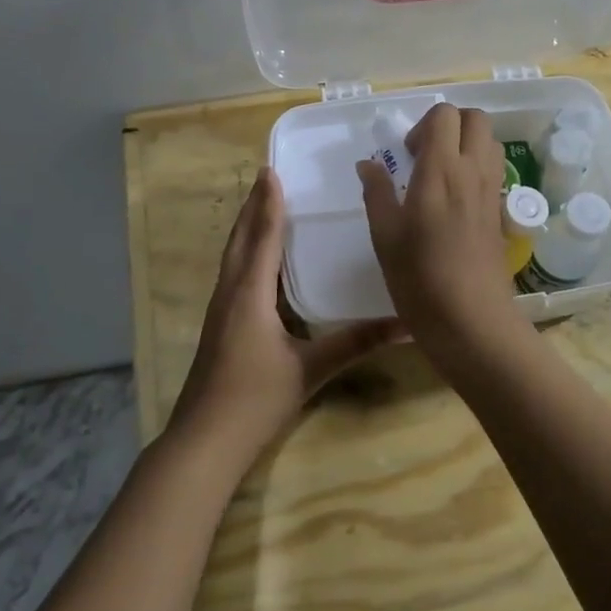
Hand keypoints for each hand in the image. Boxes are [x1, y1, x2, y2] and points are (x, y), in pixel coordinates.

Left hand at [169, 167, 398, 471]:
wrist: (205, 440)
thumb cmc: (256, 399)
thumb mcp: (311, 369)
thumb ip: (357, 343)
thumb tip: (405, 325)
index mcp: (250, 294)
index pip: (261, 238)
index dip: (267, 204)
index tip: (271, 170)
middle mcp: (230, 293)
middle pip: (239, 240)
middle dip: (252, 208)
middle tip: (267, 178)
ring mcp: (221, 311)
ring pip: (232, 257)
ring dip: (246, 228)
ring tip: (262, 206)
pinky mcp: (221, 326)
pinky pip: (234, 275)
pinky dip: (246, 254)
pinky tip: (260, 263)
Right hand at [357, 104, 518, 345]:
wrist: (470, 319)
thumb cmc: (419, 277)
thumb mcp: (385, 235)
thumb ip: (376, 192)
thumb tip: (368, 164)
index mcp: (441, 170)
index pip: (445, 115)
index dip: (423, 124)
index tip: (406, 154)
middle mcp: (473, 172)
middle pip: (475, 119)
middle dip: (450, 125)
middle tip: (425, 155)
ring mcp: (492, 192)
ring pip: (490, 143)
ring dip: (467, 144)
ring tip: (441, 174)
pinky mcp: (501, 213)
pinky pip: (495, 171)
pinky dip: (478, 169)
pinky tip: (455, 201)